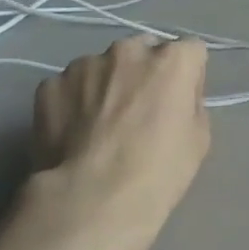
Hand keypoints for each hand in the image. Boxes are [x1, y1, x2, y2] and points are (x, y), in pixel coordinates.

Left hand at [32, 36, 211, 231]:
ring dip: (106, 85)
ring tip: (99, 126)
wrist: (92, 199)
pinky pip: (69, 87)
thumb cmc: (158, 172)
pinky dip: (73, 103)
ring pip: (102, 67)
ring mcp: (84, 64)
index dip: (187, 76)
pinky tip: (73, 135)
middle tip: (139, 111)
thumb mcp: (198, 140)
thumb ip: (190, 104)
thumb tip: (175, 98)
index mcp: (171, 61)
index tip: (180, 101)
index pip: (190, 50)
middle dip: (144, 72)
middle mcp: (128, 50)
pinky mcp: (49, 84)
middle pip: (143, 50)